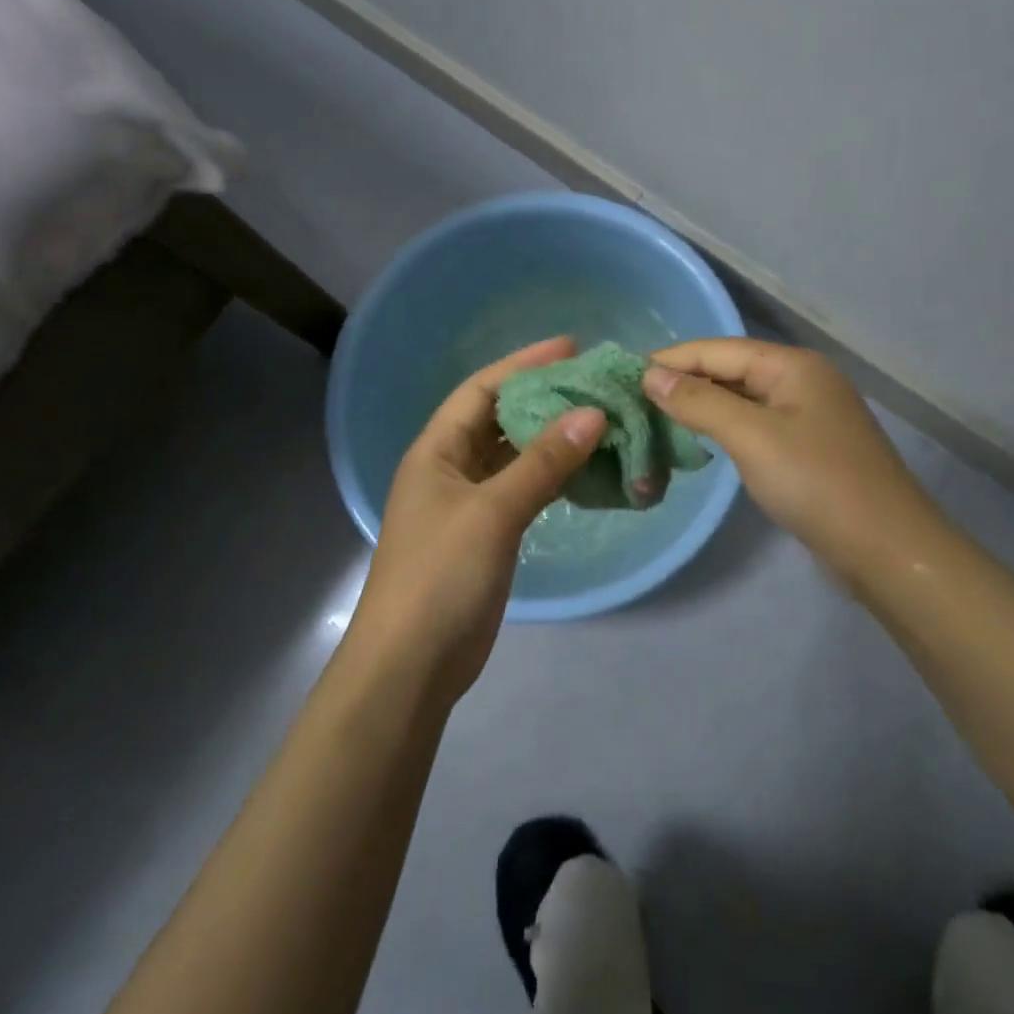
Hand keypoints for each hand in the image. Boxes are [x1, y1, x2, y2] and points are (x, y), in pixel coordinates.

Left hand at [347, 337, 605, 703]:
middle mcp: (450, 469)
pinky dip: (552, 477)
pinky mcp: (486, 535)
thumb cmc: (441, 576)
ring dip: (552, 439)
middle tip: (595, 385)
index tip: (571, 348)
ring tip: (601, 420)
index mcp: (436, 450)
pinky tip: (585, 469)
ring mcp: (468, 504)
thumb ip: (543, 462)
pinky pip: (523, 490)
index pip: (481, 390)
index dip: (523, 364)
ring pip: (514, 456)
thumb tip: (593, 414)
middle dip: (543, 399)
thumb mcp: (493, 512)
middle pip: (499, 419)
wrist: (412, 664)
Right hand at [645, 339, 939, 588]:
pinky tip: (699, 441)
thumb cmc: (816, 483)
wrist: (886, 549)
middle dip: (683, 382)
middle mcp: (802, 381)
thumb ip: (698, 402)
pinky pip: (755, 426)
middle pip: (730, 370)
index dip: (671, 360)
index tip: (623, 374)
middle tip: (633, 400)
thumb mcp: (751, 436)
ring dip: (701, 407)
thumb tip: (651, 376)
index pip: (718, 349)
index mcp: (792, 365)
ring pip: (741, 400)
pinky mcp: (808, 448)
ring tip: (655, 418)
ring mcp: (808, 416)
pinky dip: (723, 429)